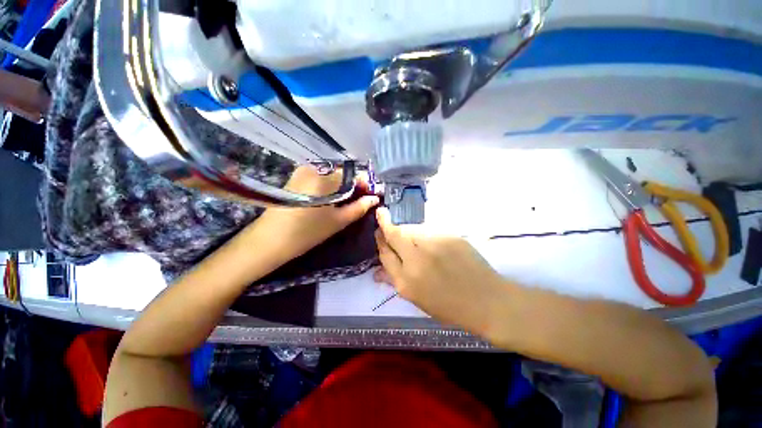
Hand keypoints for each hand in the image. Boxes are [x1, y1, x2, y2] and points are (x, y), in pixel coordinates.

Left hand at [245, 166, 378, 265]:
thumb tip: (374, 199)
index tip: (372, 195)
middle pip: (343, 174)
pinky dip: (331, 188)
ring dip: (343, 187)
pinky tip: (333, 200)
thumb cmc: (306, 232)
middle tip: (362, 200)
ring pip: (332, 177)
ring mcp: (302, 172)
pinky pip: (321, 179)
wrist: (268, 241)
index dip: (365, 184)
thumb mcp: (338, 221)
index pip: (353, 174)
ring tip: (349, 202)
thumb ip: (359, 207)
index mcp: (325, 177)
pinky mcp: (296, 179)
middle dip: (355, 186)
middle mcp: (314, 168)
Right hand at [374, 207, 506, 333]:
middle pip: (394, 234)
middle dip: (385, 223)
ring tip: (412, 237)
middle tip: (382, 215)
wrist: (486, 300)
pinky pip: (428, 230)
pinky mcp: (448, 236)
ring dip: (406, 230)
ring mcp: (433, 244)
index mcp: (406, 281)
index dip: (380, 240)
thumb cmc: (449, 306)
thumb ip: (395, 281)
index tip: (378, 231)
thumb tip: (376, 272)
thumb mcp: (417, 299)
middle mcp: (416, 259)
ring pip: (411, 229)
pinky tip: (430, 241)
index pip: (385, 253)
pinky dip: (423, 232)